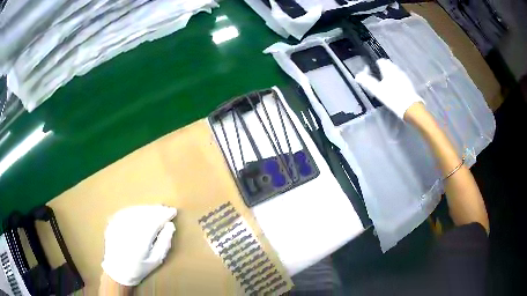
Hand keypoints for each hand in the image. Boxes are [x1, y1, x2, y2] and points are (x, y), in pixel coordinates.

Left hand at [101, 205, 176, 285]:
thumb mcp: (156, 260)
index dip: (164, 214)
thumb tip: (170, 225)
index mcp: (140, 241)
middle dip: (156, 210)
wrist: (117, 270)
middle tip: (166, 209)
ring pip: (135, 210)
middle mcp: (128, 230)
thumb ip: (164, 242)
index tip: (173, 211)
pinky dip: (136, 210)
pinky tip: (142, 211)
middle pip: (144, 213)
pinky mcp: (112, 222)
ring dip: (147, 209)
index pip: (155, 221)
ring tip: (156, 209)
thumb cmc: (140, 268)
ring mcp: (118, 224)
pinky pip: (126, 211)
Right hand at [355, 59, 422, 118]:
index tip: (371, 73)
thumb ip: (367, 81)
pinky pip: (400, 77)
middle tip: (378, 79)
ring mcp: (403, 75)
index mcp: (388, 69)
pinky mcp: (408, 83)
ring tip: (386, 84)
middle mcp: (396, 69)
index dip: (374, 65)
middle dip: (382, 69)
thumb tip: (357, 75)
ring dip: (389, 74)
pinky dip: (396, 79)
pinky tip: (394, 88)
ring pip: (394, 70)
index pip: (380, 61)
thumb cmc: (392, 98)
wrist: (410, 107)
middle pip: (388, 65)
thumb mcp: (377, 90)